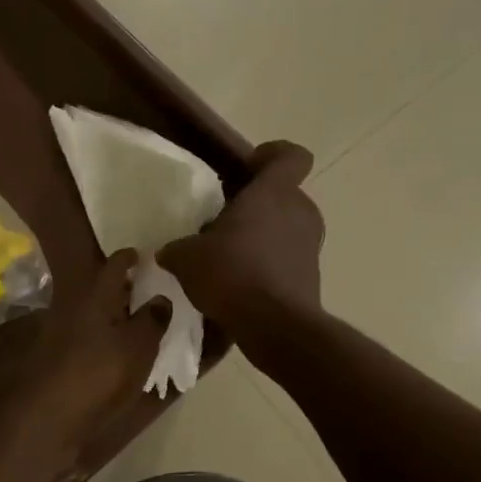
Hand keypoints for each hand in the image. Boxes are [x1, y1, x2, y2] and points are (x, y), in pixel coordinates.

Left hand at [10, 250, 165, 463]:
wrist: (48, 417)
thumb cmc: (98, 374)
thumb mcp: (138, 346)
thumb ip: (152, 319)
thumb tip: (161, 298)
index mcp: (94, 296)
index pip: (115, 264)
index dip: (131, 257)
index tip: (145, 256)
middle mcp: (73, 307)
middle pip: (101, 290)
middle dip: (125, 288)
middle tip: (151, 292)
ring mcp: (61, 333)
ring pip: (94, 314)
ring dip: (115, 315)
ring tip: (141, 323)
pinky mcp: (57, 359)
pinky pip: (88, 337)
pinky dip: (105, 338)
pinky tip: (120, 352)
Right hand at [160, 141, 323, 335]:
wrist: (274, 326)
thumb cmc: (232, 273)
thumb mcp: (187, 258)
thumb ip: (177, 249)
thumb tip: (169, 252)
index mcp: (273, 193)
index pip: (289, 156)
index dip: (271, 155)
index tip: (247, 169)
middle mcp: (300, 212)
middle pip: (282, 195)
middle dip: (256, 206)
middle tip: (223, 222)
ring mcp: (310, 246)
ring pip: (285, 228)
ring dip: (261, 238)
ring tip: (227, 258)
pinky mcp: (311, 277)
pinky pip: (286, 260)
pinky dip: (266, 267)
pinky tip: (238, 286)